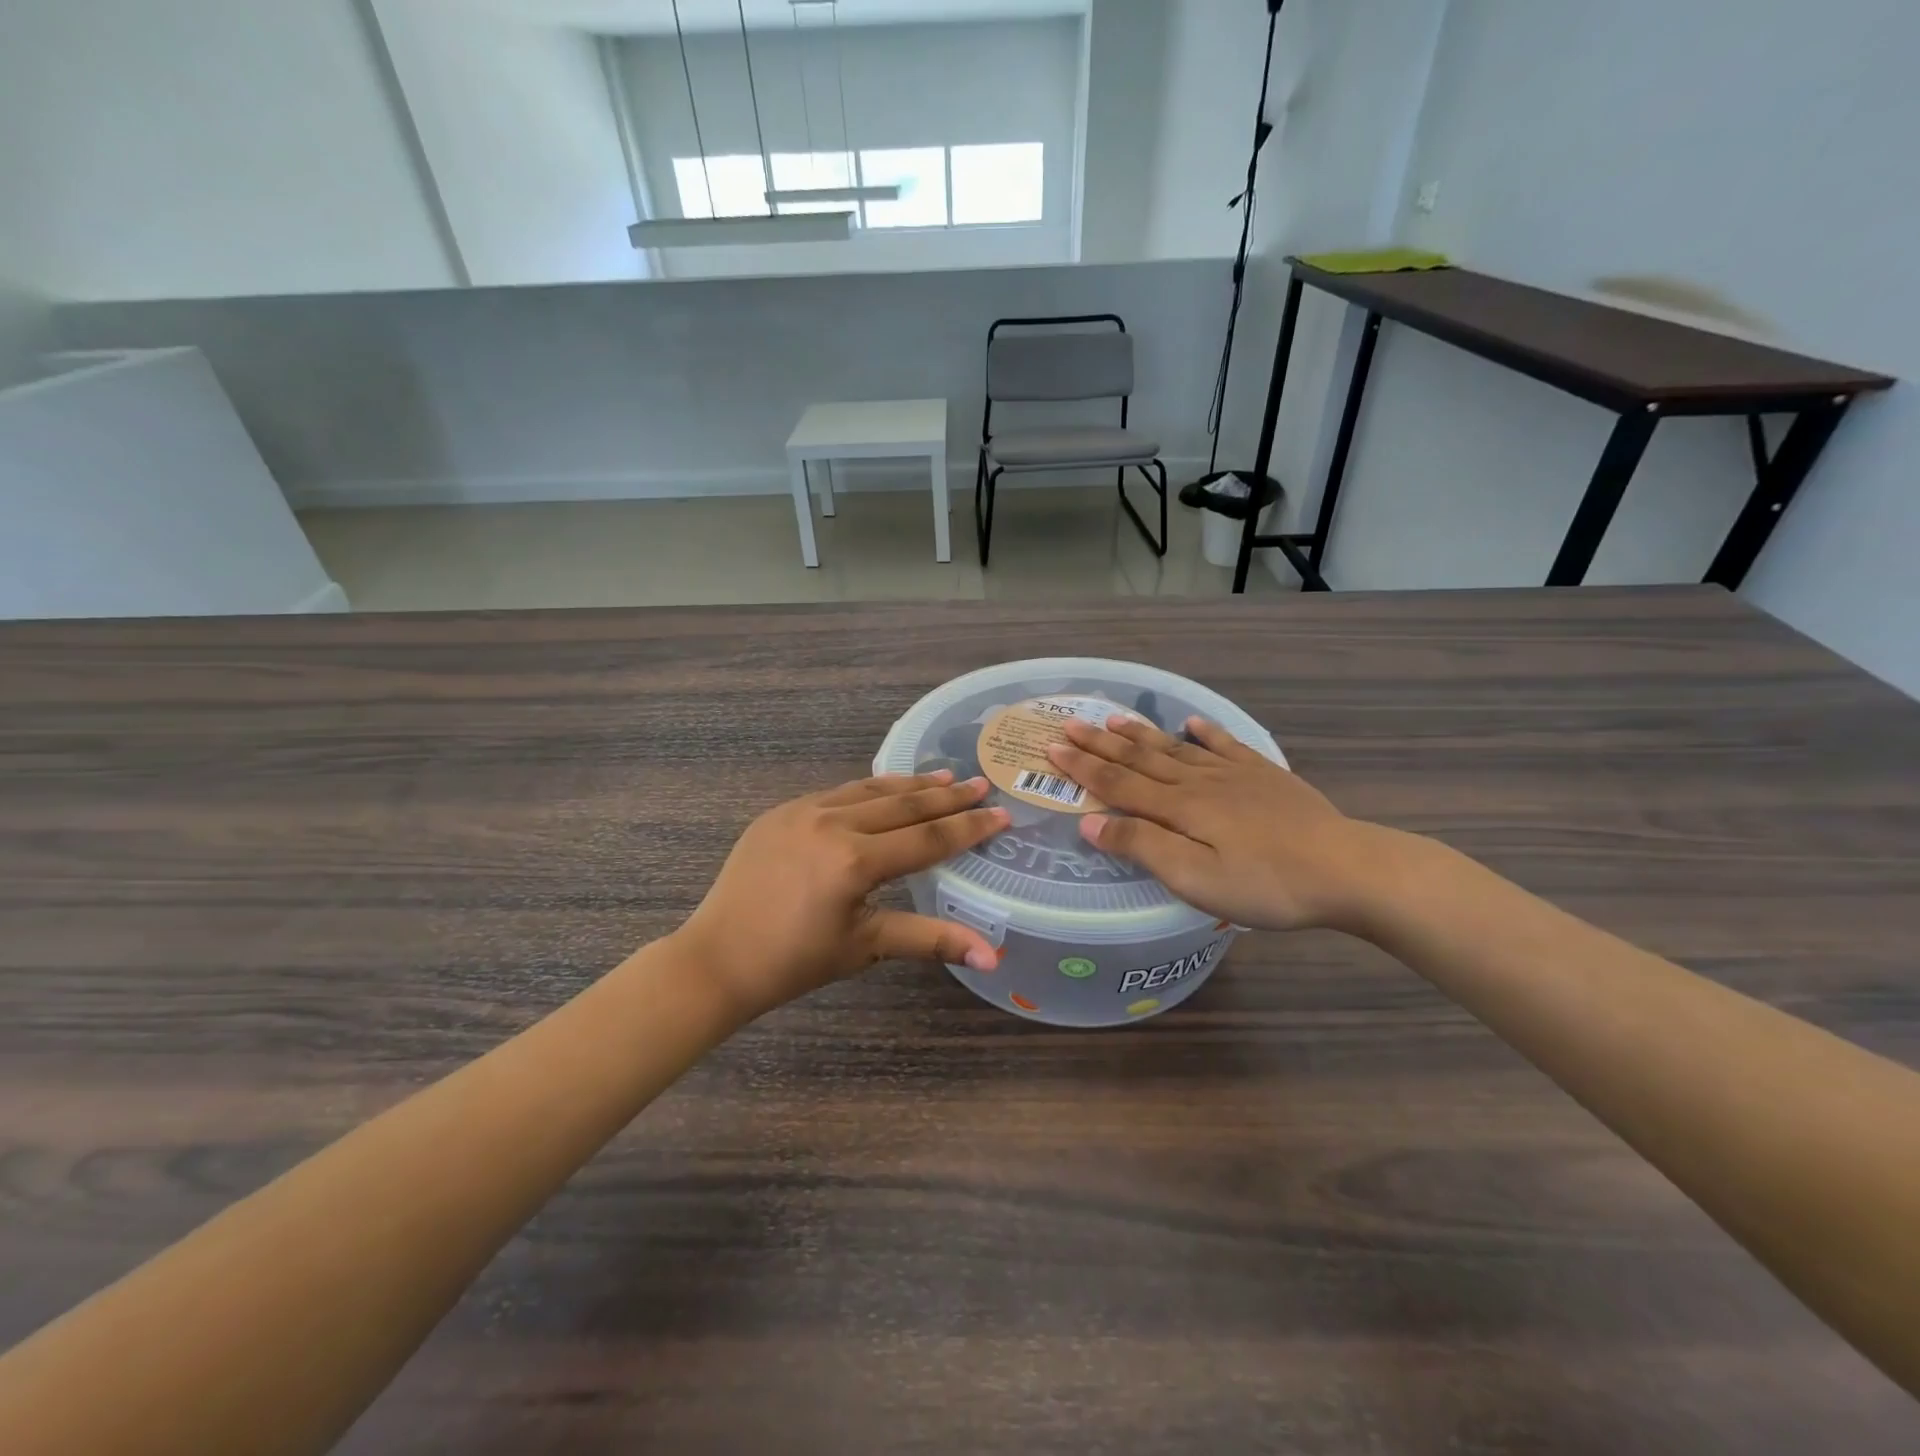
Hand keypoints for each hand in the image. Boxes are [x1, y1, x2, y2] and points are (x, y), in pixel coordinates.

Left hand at [674, 771, 1009, 1017]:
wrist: (717, 958)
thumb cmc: (794, 962)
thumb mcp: (866, 947)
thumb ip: (931, 940)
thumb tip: (992, 955)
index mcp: (855, 861)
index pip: (927, 839)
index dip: (968, 828)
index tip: (1000, 814)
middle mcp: (832, 824)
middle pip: (903, 805)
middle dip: (946, 796)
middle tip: (980, 784)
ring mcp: (803, 811)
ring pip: (869, 790)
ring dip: (910, 785)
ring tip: (944, 776)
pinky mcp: (781, 812)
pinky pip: (837, 793)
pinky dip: (869, 791)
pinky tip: (885, 790)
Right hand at [1045, 715, 1392, 933]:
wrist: (1345, 868)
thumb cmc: (1265, 884)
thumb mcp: (1195, 878)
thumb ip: (1142, 847)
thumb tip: (1090, 823)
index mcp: (1178, 808)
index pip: (1117, 784)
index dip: (1082, 768)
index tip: (1052, 749)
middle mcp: (1198, 782)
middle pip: (1140, 759)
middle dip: (1100, 744)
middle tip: (1070, 724)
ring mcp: (1233, 774)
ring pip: (1174, 748)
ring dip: (1140, 734)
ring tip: (1113, 718)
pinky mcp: (1264, 775)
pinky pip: (1224, 745)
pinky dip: (1203, 732)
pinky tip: (1191, 723)